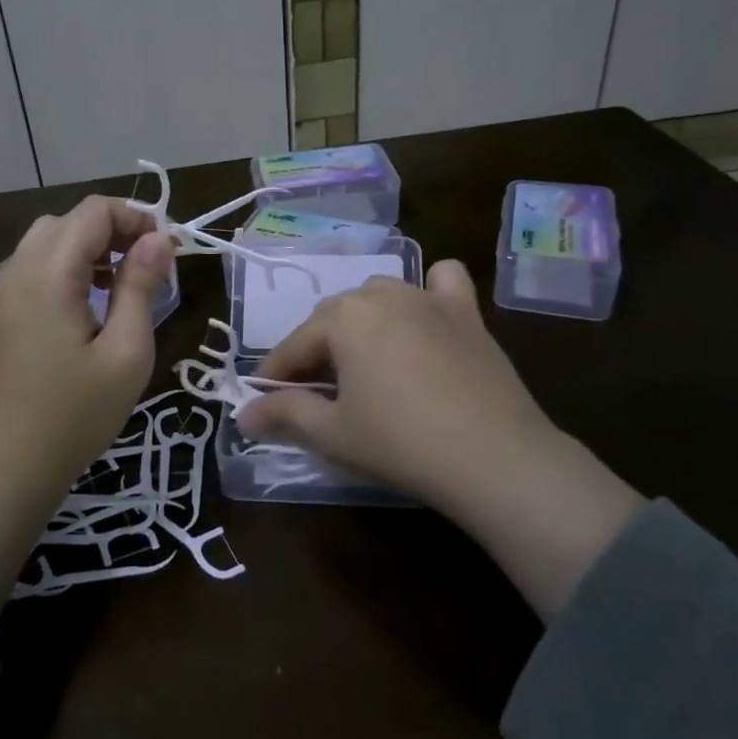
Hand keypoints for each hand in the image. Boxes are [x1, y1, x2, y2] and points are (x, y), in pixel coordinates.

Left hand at [0, 196, 173, 484]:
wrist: (8, 468)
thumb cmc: (75, 414)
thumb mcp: (126, 351)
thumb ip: (141, 286)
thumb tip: (159, 238)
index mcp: (48, 272)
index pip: (94, 210)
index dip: (136, 218)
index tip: (168, 252)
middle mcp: (18, 270)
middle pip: (70, 221)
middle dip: (115, 231)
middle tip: (149, 267)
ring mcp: (3, 292)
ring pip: (50, 241)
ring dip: (91, 249)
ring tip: (124, 284)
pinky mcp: (1, 314)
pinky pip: (36, 268)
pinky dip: (68, 268)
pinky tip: (91, 304)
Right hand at [240, 260, 643, 618]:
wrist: (494, 456)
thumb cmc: (400, 443)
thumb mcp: (332, 433)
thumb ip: (285, 415)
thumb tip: (243, 416)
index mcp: (342, 319)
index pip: (294, 346)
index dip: (275, 375)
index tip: (264, 402)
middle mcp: (380, 294)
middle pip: (333, 317)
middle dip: (316, 351)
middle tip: (314, 393)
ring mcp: (427, 298)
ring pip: (379, 295)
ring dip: (362, 321)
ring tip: (363, 361)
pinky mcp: (466, 313)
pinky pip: (443, 282)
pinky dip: (429, 290)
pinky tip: (426, 316)